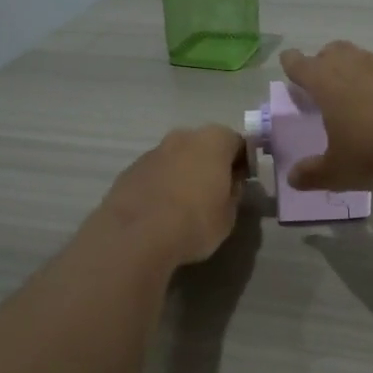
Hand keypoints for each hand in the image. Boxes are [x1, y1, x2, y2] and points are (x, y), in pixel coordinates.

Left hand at [97, 125, 246, 266]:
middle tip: (215, 191)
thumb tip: (230, 183)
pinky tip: (162, 210)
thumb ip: (233, 192)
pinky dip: (162, 185)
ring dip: (184, 173)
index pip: (238, 142)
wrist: (136, 236)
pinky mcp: (129, 170)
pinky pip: (156, 174)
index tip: (243, 182)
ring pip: (177, 158)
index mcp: (213, 141)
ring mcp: (152, 152)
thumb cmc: (195, 221)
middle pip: (204, 145)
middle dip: (211, 163)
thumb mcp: (229, 214)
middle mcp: (182, 137)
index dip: (243, 162)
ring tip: (185, 204)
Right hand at [279, 42, 372, 190]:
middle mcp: (355, 68)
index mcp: (326, 83)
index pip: (301, 64)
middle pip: (335, 51)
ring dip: (357, 69)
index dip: (292, 63)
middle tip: (323, 77)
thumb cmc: (372, 153)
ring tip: (358, 92)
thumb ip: (312, 174)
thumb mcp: (337, 172)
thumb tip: (293, 178)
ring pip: (365, 59)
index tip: (289, 62)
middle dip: (325, 60)